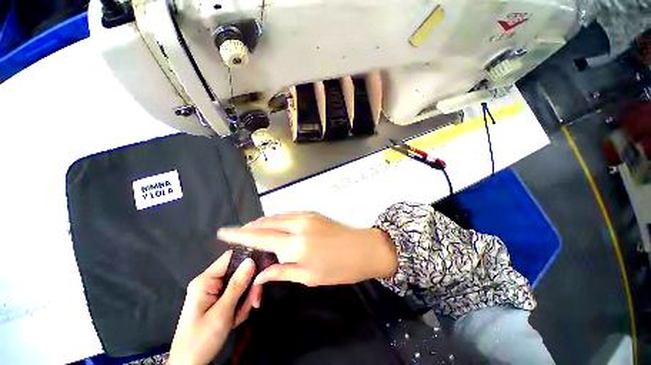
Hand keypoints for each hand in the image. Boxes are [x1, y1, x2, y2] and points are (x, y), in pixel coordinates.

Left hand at [168, 251, 256, 364]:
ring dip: (245, 300)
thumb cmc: (201, 340)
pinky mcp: (218, 300)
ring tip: (239, 318)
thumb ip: (237, 285)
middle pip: (239, 271)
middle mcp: (210, 282)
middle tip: (254, 303)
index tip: (263, 268)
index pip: (231, 257)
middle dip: (249, 287)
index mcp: (205, 280)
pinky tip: (235, 319)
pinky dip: (240, 306)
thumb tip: (251, 260)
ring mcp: (214, 291)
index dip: (248, 258)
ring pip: (240, 284)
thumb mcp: (222, 313)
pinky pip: (236, 295)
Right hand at [217, 213, 397, 294]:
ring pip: (277, 216)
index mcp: (295, 244)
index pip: (260, 237)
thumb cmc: (338, 268)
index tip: (223, 232)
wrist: (363, 249)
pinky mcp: (312, 213)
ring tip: (254, 232)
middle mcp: (298, 224)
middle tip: (239, 235)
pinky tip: (275, 227)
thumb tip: (260, 274)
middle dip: (250, 227)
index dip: (239, 234)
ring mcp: (306, 215)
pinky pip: (288, 214)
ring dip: (263, 223)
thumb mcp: (309, 276)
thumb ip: (282, 271)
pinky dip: (277, 220)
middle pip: (266, 222)